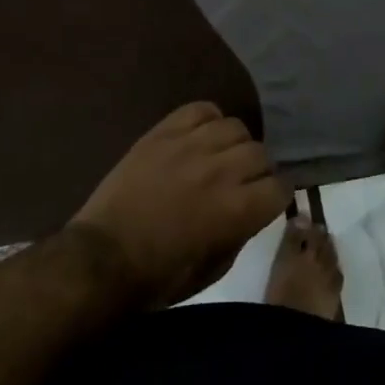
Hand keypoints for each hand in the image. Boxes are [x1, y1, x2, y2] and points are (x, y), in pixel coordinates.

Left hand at [71, 102, 289, 306]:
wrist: (104, 255)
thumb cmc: (159, 275)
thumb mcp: (214, 269)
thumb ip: (241, 233)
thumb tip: (252, 210)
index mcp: (237, 209)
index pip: (280, 187)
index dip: (276, 197)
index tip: (266, 202)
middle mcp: (221, 170)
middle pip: (261, 154)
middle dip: (258, 171)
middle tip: (242, 182)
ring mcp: (191, 145)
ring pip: (235, 127)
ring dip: (234, 145)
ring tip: (220, 157)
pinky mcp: (164, 132)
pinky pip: (200, 109)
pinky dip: (208, 119)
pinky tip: (201, 136)